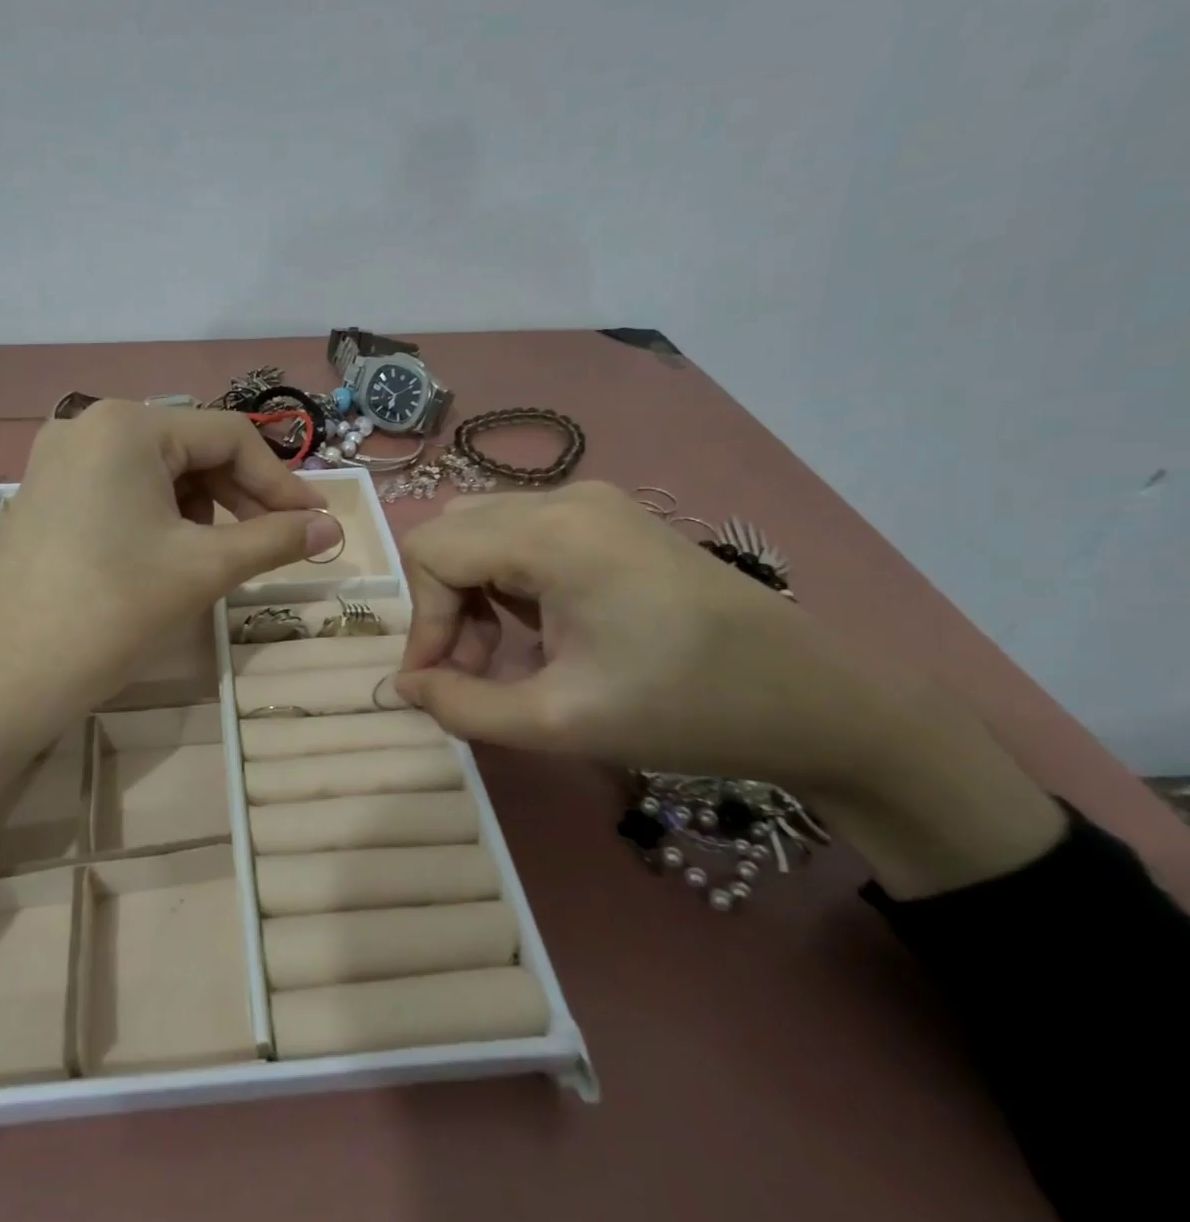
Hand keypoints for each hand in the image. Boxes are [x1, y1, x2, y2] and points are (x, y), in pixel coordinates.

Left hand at [0, 401, 337, 724]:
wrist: (4, 679)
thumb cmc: (111, 611)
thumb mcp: (202, 568)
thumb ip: (275, 539)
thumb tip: (333, 529)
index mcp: (127, 425)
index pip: (230, 436)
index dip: (280, 481)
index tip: (314, 524)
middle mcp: (88, 424)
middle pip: (191, 448)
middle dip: (241, 495)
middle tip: (275, 542)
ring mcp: (59, 459)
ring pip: (157, 470)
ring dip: (203, 507)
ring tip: (217, 556)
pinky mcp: (45, 494)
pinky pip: (121, 489)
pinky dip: (160, 515)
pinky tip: (168, 555)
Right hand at [393, 483, 1062, 895]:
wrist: (816, 700)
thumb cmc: (685, 709)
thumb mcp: (558, 722)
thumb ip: (463, 706)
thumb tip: (406, 687)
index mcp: (552, 533)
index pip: (433, 551)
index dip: (421, 620)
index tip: (436, 683)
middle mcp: (565, 499)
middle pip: (453, 532)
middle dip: (443, 606)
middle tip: (470, 670)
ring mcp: (593, 503)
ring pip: (483, 531)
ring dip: (471, 593)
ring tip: (500, 658)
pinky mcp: (611, 520)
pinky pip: (523, 535)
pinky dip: (505, 582)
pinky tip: (537, 632)